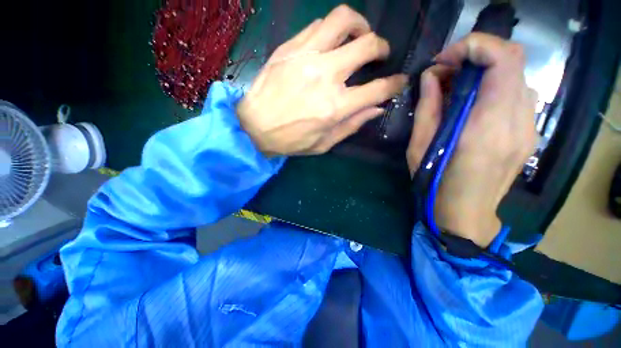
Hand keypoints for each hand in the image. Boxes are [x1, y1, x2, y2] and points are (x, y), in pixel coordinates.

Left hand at [237, 5, 406, 155]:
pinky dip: (333, 29)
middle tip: (380, 54)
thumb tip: (376, 108)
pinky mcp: (289, 47)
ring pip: (343, 19)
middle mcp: (325, 75)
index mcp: (335, 106)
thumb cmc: (291, 141)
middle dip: (382, 47)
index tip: (399, 81)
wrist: (254, 127)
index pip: (378, 88)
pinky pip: (318, 25)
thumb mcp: (324, 143)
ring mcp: (306, 56)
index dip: (395, 83)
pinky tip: (332, 42)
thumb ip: (352, 125)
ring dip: (360, 25)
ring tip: (359, 37)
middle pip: (367, 44)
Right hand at [407, 33, 537, 247]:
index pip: (503, 60)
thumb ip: (428, 108)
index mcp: (486, 127)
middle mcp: (517, 122)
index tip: (445, 60)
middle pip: (514, 61)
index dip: (474, 46)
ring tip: (457, 89)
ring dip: (485, 72)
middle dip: (477, 56)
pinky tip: (473, 105)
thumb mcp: (419, 146)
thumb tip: (429, 77)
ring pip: (516, 76)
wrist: (465, 213)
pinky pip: (517, 94)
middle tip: (447, 71)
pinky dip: (494, 87)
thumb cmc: (435, 182)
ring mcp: (528, 128)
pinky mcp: (528, 133)